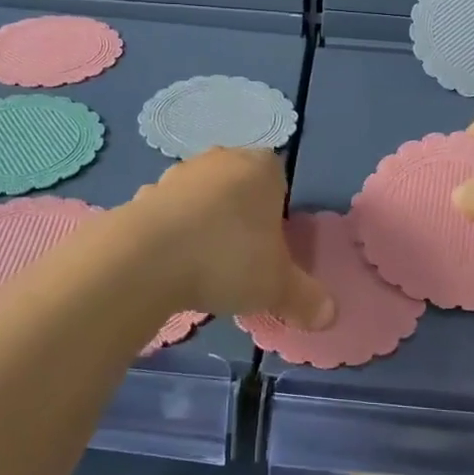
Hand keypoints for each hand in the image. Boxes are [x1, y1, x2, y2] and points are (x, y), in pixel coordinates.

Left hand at [128, 148, 333, 327]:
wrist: (145, 259)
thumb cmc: (228, 258)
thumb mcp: (277, 286)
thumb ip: (306, 298)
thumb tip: (330, 315)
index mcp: (261, 167)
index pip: (279, 179)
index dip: (277, 212)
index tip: (271, 247)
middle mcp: (220, 159)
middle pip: (239, 186)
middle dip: (241, 216)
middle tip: (242, 258)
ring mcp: (178, 174)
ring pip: (202, 198)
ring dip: (204, 224)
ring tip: (205, 267)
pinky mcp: (143, 194)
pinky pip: (168, 214)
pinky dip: (172, 234)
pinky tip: (171, 266)